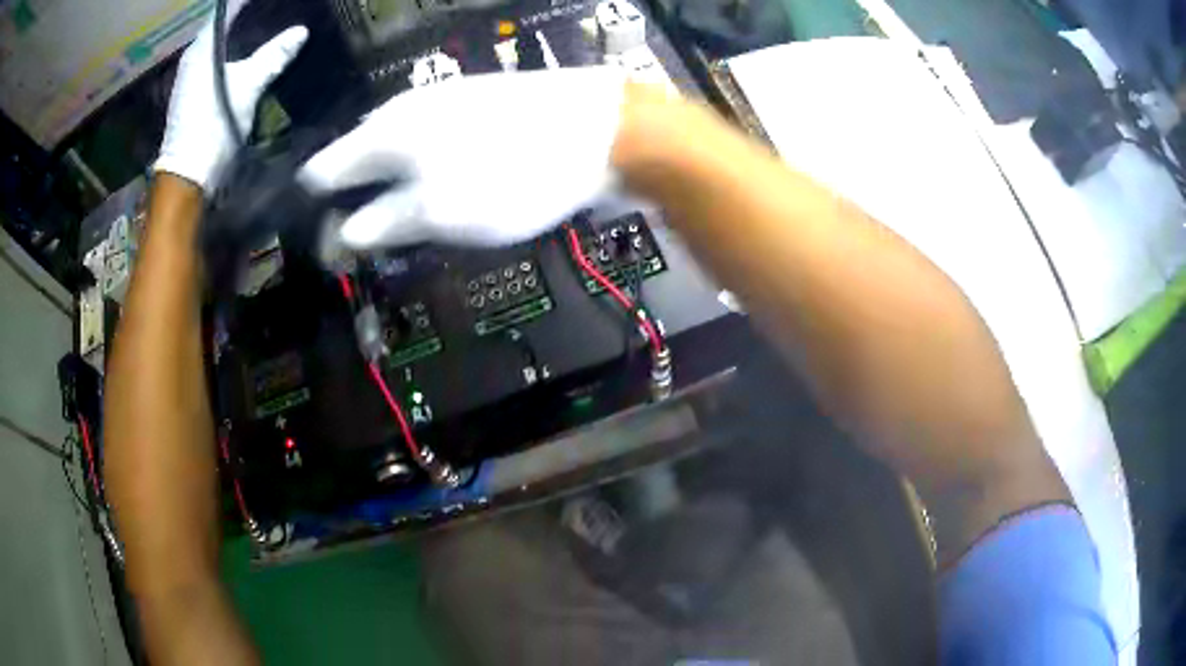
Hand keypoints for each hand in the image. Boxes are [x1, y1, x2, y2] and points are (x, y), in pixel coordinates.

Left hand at [155, 1, 306, 190]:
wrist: (188, 178)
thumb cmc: (214, 126)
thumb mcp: (248, 87)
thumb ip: (273, 57)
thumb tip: (300, 32)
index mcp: (202, 48)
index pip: (226, 10)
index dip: (245, 2)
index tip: (265, 0)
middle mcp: (192, 59)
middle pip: (221, 27)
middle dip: (243, 17)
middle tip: (269, 10)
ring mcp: (189, 79)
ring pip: (218, 45)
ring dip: (237, 36)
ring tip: (263, 28)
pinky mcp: (191, 97)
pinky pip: (214, 63)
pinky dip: (231, 54)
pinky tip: (248, 56)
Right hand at [299, 67, 629, 247]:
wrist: (601, 129)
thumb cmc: (510, 175)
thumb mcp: (436, 214)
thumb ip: (379, 226)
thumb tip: (338, 238)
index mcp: (381, 133)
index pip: (321, 174)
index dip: (318, 213)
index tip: (330, 249)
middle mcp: (403, 110)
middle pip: (358, 163)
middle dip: (358, 204)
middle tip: (376, 246)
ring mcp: (442, 104)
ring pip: (397, 155)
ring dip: (394, 192)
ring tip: (413, 227)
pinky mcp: (475, 109)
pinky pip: (431, 146)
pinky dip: (426, 175)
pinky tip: (446, 193)